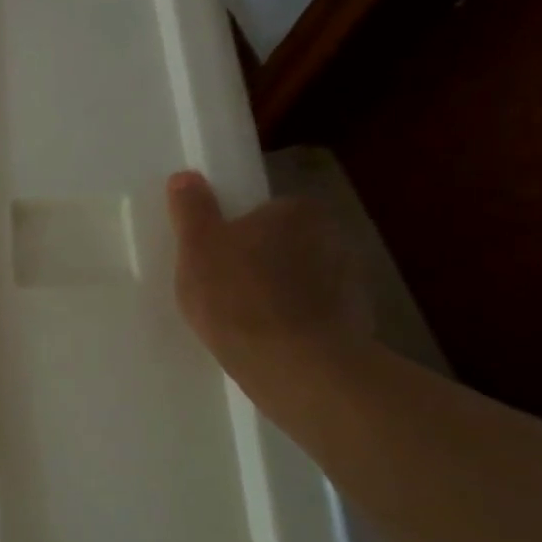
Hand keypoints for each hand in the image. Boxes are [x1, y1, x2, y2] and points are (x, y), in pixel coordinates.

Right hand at [164, 172, 370, 390]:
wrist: (293, 365)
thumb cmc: (237, 295)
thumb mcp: (197, 246)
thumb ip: (192, 209)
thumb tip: (186, 176)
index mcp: (298, 211)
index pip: (265, 212)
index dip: (238, 233)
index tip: (217, 257)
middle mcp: (333, 236)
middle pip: (284, 243)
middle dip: (260, 261)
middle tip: (223, 288)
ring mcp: (350, 281)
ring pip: (301, 278)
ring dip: (279, 292)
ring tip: (243, 321)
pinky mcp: (355, 321)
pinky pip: (314, 312)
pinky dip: (295, 320)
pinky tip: (268, 341)